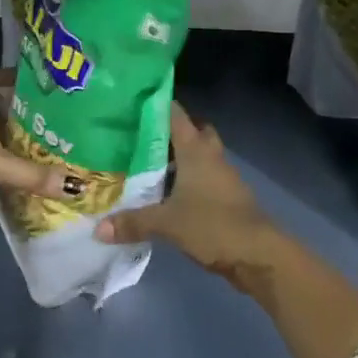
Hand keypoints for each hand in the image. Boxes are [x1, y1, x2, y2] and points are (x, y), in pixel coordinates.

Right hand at [93, 104, 285, 289]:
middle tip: (139, 137)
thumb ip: (133, 222)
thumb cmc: (213, 225)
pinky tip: (166, 194)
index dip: (155, 104)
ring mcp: (221, 175)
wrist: (259, 254)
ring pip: (197, 155)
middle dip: (168, 131)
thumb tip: (98, 228)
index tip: (131, 102)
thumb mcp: (167, 224)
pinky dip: (186, 180)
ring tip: (145, 165)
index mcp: (195, 148)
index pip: (174, 113)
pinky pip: (202, 177)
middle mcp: (209, 154)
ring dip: (178, 158)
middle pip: (191, 130)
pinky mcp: (226, 195)